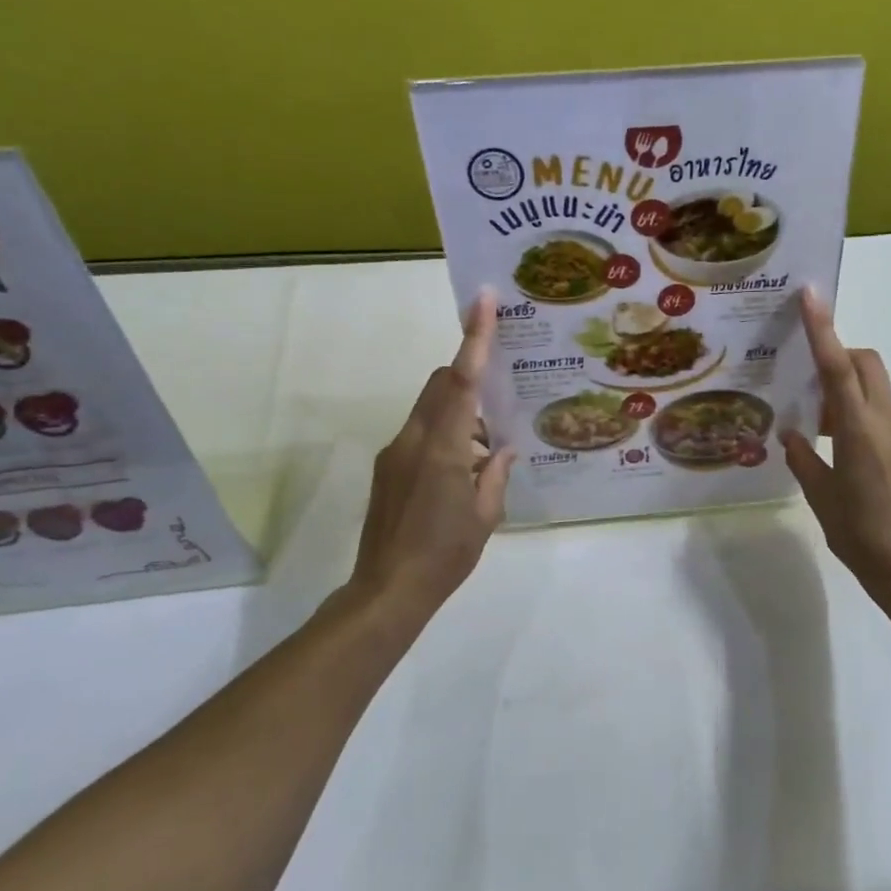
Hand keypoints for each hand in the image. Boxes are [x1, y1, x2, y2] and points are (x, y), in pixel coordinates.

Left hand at [335, 296, 515, 626]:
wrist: (387, 590)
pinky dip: (445, 432)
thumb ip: (496, 473)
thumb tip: (503, 448)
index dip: (473, 338)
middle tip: (501, 389)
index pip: (460, 380)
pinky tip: (464, 467)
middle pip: (440, 384)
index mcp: (444, 448)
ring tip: (488, 443)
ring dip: (459, 410)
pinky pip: (421, 432)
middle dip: (467, 374)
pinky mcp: (388, 468)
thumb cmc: (445, 554)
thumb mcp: (486, 515)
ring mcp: (395, 452)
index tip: (481, 301)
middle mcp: (414, 439)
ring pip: (430, 408)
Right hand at [782, 290, 890, 608]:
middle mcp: (888, 422)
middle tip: (809, 379)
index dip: (824, 329)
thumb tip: (792, 435)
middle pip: (867, 363)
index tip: (812, 296)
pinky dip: (861, 413)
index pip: (839, 367)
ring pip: (877, 387)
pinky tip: (843, 449)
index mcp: (860, 430)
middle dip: (840, 354)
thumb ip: (803, 458)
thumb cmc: (858, 534)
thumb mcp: (820, 495)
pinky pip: (884, 413)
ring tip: (820, 425)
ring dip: (848, 389)